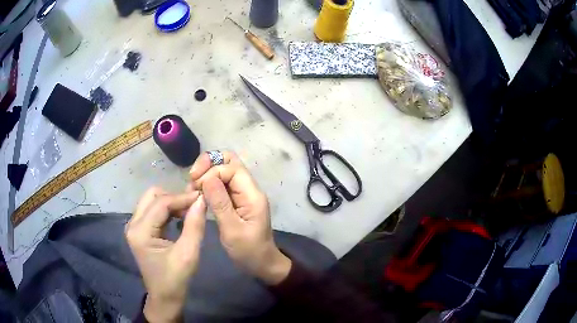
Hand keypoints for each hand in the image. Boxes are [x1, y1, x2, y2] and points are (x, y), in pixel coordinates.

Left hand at [125, 187, 206, 322]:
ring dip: (171, 202)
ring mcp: (134, 226)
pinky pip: (153, 210)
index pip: (161, 203)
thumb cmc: (175, 280)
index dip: (182, 198)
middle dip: (174, 197)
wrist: (164, 297)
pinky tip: (180, 218)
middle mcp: (133, 224)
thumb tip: (202, 200)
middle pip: (153, 195)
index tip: (202, 197)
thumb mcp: (188, 254)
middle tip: (193, 206)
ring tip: (189, 212)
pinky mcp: (139, 229)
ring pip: (152, 200)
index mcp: (140, 231)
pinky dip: (167, 210)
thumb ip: (195, 226)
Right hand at [190, 151, 291, 284]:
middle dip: (208, 165)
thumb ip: (220, 203)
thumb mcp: (232, 230)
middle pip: (229, 161)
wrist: (262, 263)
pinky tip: (197, 194)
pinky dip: (208, 184)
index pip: (231, 167)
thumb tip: (207, 177)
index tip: (196, 186)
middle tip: (192, 180)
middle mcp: (248, 188)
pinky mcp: (236, 200)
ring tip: (192, 189)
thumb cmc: (249, 251)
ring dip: (206, 174)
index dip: (211, 171)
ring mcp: (242, 193)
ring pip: (223, 170)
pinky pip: (221, 183)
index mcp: (252, 194)